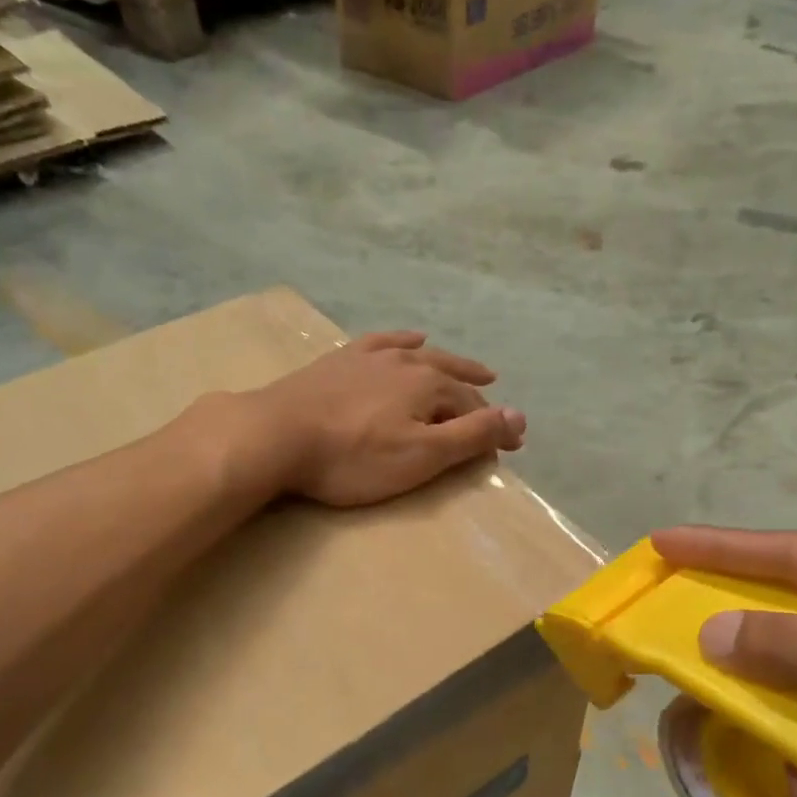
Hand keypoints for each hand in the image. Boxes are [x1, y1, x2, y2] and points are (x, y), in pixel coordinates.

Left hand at [244, 331, 524, 507]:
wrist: (276, 434)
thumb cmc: (354, 457)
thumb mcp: (422, 456)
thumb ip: (472, 436)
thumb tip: (520, 416)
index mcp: (430, 386)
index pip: (474, 407)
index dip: (494, 427)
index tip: (511, 446)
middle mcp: (407, 362)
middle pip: (453, 377)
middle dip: (478, 394)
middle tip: (497, 409)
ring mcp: (371, 356)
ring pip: (423, 355)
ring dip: (451, 363)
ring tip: (473, 368)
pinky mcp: (341, 360)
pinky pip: (384, 342)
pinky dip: (404, 341)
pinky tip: (410, 338)